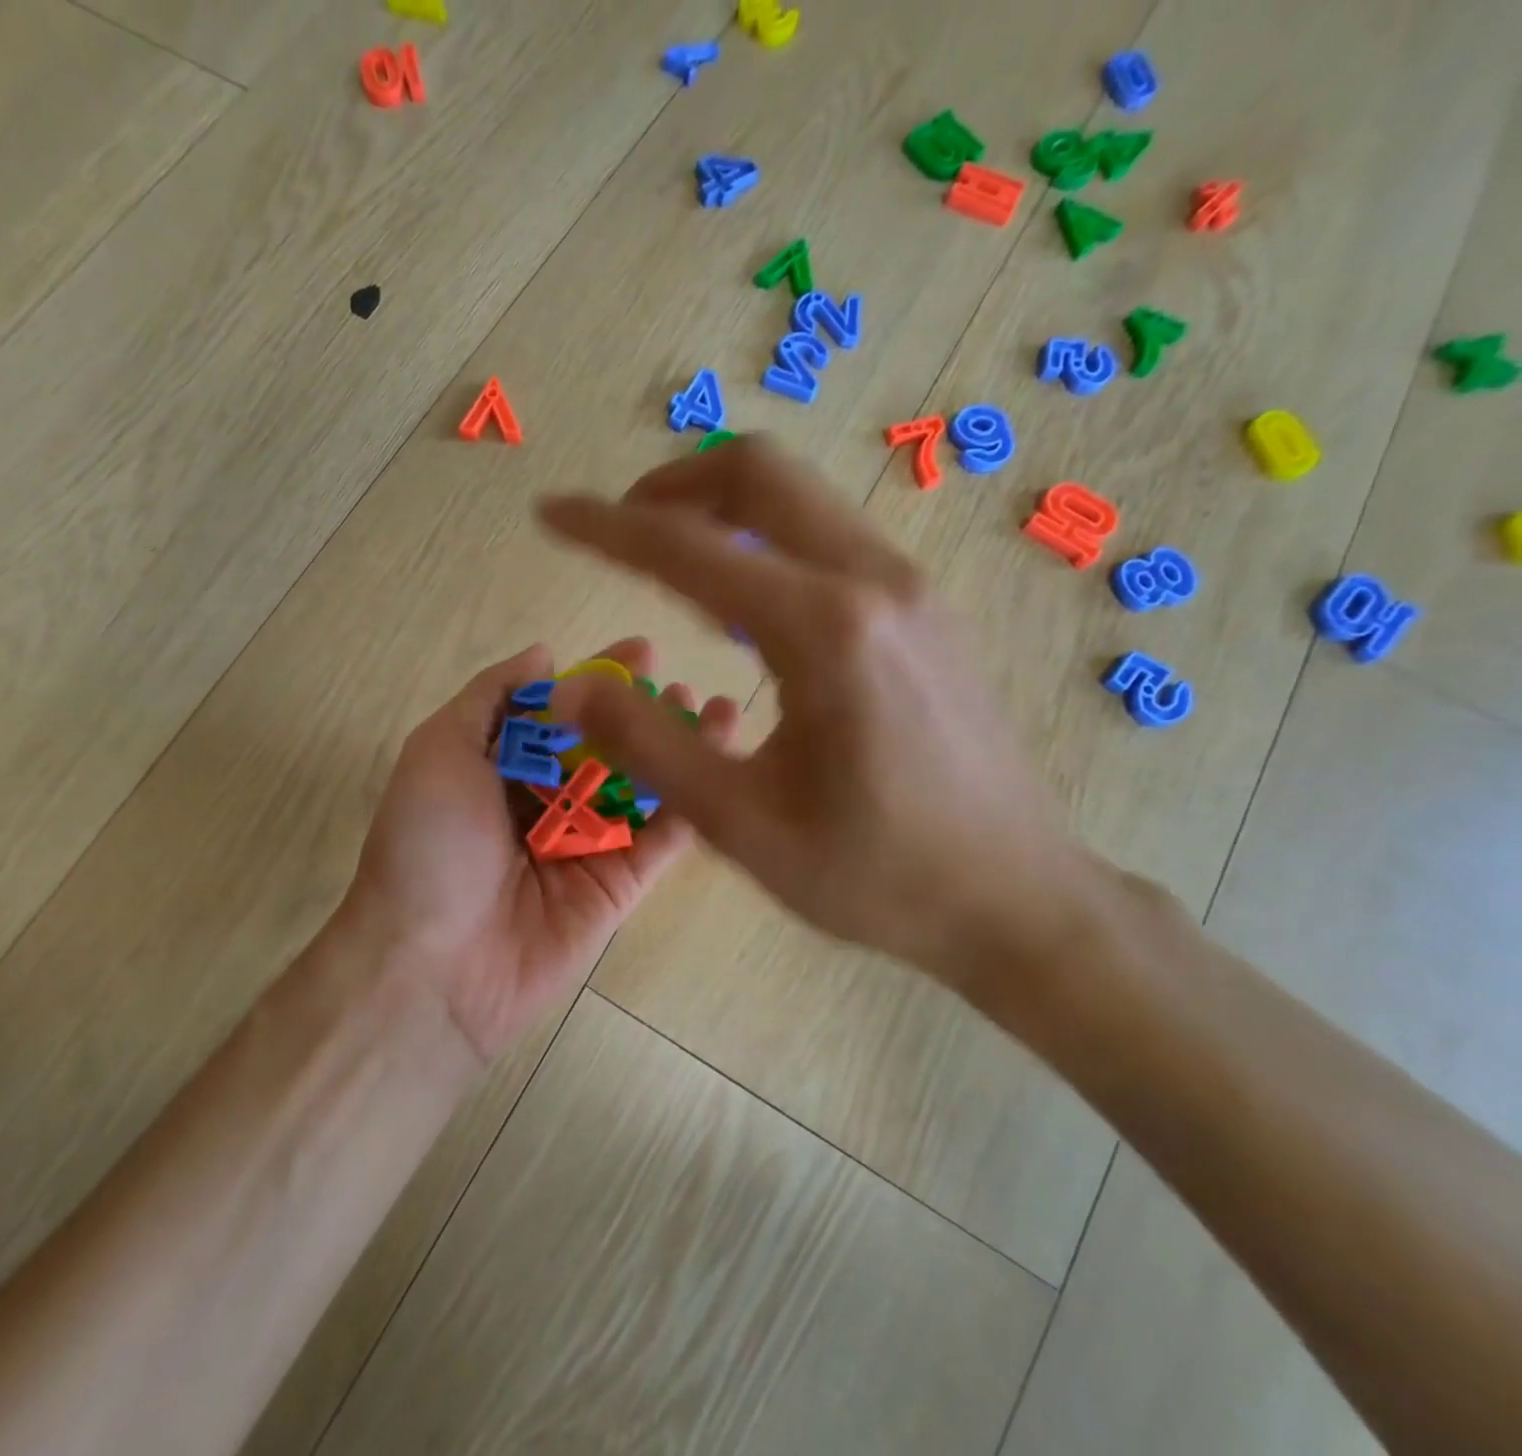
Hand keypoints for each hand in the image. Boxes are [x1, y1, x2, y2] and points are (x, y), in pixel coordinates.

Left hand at [340, 639, 738, 1067]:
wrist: (433, 963)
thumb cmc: (428, 844)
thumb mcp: (439, 750)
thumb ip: (490, 696)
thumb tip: (544, 653)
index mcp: (501, 766)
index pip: (561, 711)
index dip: (600, 680)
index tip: (643, 650)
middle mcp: (547, 800)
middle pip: (607, 746)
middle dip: (647, 712)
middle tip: (684, 685)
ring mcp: (586, 843)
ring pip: (642, 787)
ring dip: (679, 749)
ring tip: (720, 712)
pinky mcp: (619, 885)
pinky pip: (661, 838)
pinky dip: (691, 801)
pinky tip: (720, 763)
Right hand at [537, 438, 1104, 996]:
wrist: (1018, 897)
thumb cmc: (876, 873)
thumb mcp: (741, 824)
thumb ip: (647, 744)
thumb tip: (570, 686)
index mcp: (823, 631)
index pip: (687, 547)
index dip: (605, 526)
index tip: (550, 513)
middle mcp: (872, 582)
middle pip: (758, 474)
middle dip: (670, 485)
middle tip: (616, 527)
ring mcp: (909, 588)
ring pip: (799, 499)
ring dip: (720, 506)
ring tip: (664, 559)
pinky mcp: (923, 610)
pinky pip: (828, 539)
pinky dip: (764, 540)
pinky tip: (739, 605)